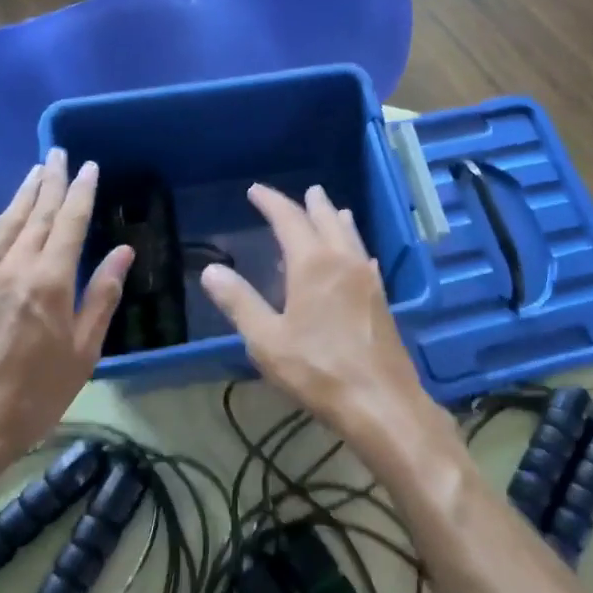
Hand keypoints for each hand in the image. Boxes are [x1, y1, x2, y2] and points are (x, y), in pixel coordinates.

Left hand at [0, 150, 133, 481]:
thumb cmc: (35, 394)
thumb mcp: (83, 351)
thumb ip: (102, 296)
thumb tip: (123, 252)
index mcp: (49, 280)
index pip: (70, 222)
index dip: (82, 191)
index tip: (90, 166)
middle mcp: (14, 266)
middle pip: (37, 212)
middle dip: (51, 180)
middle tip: (59, 153)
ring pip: (6, 221)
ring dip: (23, 193)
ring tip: (36, 171)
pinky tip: (0, 215)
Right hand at [199, 182, 434, 441]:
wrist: (380, 402)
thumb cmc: (317, 370)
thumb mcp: (267, 340)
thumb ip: (239, 302)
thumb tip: (212, 270)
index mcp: (313, 264)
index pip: (289, 219)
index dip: (271, 201)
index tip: (255, 190)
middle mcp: (343, 261)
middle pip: (327, 220)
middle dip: (312, 204)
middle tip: (305, 192)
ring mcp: (367, 279)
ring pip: (351, 237)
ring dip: (336, 220)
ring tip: (332, 210)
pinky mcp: (380, 299)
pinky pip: (364, 259)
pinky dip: (353, 247)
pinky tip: (357, 258)